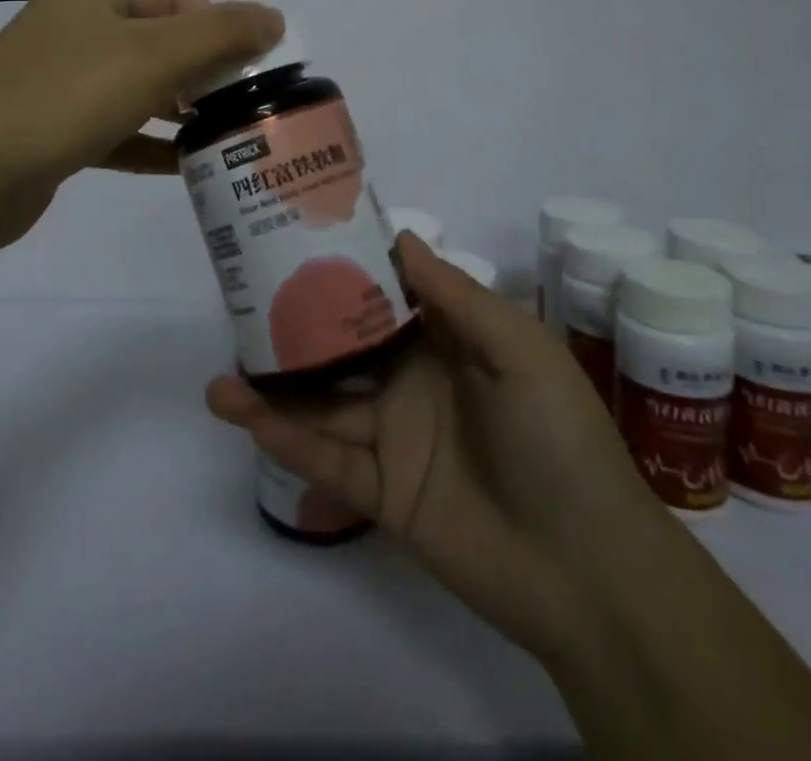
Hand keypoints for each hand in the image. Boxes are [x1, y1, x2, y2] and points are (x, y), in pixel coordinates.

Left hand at [0, 0, 282, 247]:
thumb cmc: (64, 97)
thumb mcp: (152, 57)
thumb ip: (221, 34)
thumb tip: (275, 17)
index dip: (219, 26)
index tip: (250, 68)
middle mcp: (73, 30)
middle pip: (157, 41)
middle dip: (203, 70)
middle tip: (241, 105)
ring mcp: (57, 81)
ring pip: (135, 87)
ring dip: (179, 109)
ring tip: (223, 135)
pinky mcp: (51, 130)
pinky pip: (114, 129)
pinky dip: (148, 142)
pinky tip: (183, 165)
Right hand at [206, 234, 656, 660]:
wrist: (590, 573)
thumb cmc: (558, 439)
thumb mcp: (520, 351)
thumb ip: (456, 297)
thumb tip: (398, 237)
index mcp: (448, 344)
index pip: (385, 298)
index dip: (345, 272)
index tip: (296, 243)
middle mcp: (414, 383)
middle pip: (343, 348)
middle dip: (295, 328)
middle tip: (240, 305)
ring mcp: (395, 438)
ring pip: (324, 404)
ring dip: (274, 390)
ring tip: (220, 373)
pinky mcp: (384, 492)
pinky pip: (328, 459)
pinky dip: (287, 440)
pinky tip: (246, 417)